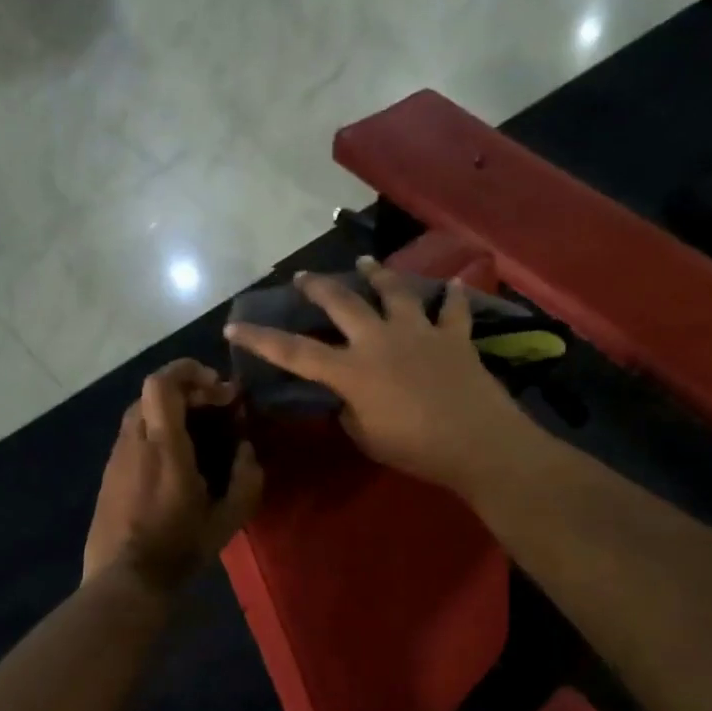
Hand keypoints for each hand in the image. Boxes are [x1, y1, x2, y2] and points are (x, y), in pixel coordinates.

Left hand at [83, 360, 263, 592]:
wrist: (124, 581)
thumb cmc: (178, 548)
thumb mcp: (227, 519)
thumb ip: (246, 479)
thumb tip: (246, 451)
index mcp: (163, 445)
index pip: (162, 383)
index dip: (188, 370)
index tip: (218, 386)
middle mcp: (134, 441)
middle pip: (152, 393)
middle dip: (186, 391)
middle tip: (214, 411)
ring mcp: (116, 457)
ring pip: (141, 413)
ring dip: (170, 413)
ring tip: (197, 436)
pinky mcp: (108, 474)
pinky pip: (133, 436)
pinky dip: (156, 432)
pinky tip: (174, 463)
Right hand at [223, 257, 530, 493]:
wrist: (478, 442)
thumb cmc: (416, 449)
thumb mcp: (367, 437)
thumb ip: (349, 412)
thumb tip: (346, 399)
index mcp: (351, 370)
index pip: (294, 351)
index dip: (261, 339)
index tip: (233, 326)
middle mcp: (379, 340)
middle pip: (341, 302)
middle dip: (317, 287)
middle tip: (303, 277)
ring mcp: (418, 332)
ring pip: (393, 291)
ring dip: (376, 274)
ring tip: (365, 261)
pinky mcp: (453, 336)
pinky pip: (453, 310)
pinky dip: (453, 297)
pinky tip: (455, 284)